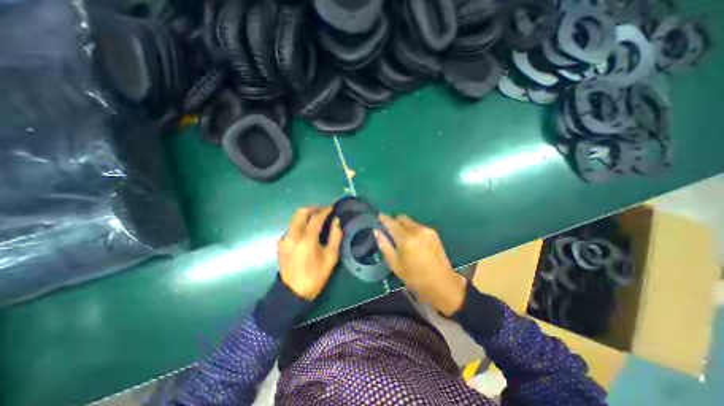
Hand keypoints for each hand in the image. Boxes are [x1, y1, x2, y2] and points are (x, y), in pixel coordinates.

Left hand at [278, 207, 342, 299]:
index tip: (331, 208)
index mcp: (307, 239)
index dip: (325, 211)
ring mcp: (284, 239)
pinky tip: (307, 231)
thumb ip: (335, 236)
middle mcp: (293, 235)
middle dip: (313, 208)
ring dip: (306, 215)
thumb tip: (336, 221)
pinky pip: (291, 227)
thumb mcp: (331, 257)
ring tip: (316, 219)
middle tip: (323, 210)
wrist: (293, 293)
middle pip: (301, 212)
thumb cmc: (315, 275)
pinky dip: (300, 224)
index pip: (316, 217)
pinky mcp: (280, 243)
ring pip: (295, 219)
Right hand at [376, 214, 466, 315]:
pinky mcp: (433, 233)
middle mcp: (417, 230)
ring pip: (410, 221)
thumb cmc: (415, 276)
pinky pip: (418, 226)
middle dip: (395, 221)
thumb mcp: (395, 264)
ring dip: (404, 226)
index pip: (391, 223)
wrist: (441, 282)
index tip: (380, 216)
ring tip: (402, 239)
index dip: (384, 218)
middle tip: (391, 231)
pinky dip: (412, 229)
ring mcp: (427, 230)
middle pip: (402, 218)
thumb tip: (377, 231)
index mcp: (406, 239)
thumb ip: (385, 245)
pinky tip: (413, 241)